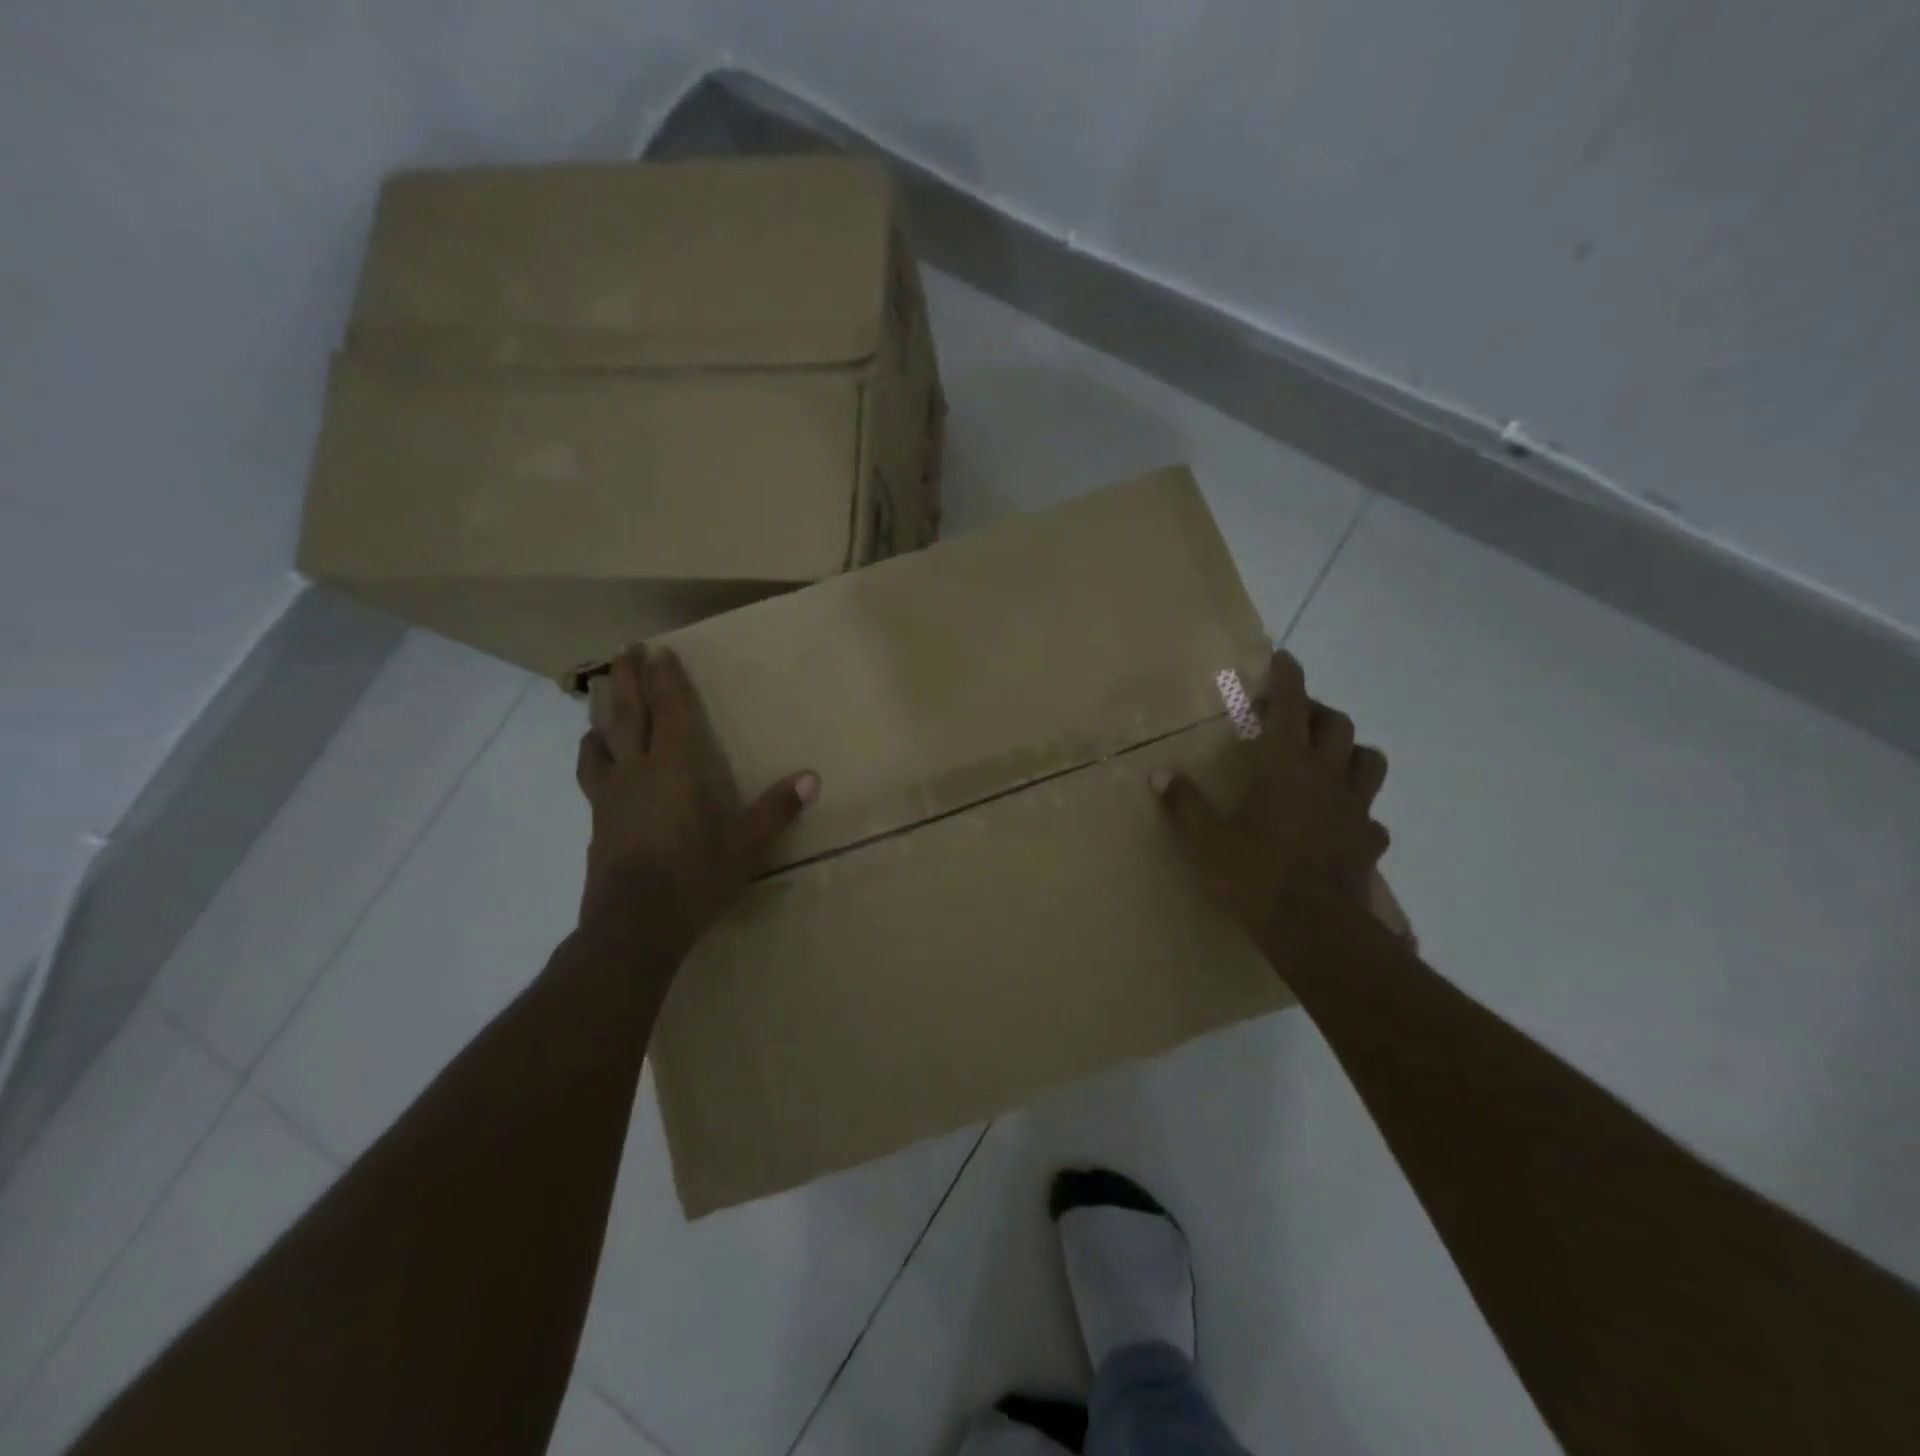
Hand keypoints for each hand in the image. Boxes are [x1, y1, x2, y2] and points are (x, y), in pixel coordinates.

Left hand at [575, 645, 817, 948]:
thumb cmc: (692, 881)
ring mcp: (610, 796)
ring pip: (600, 741)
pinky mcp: (597, 821)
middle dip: (629, 678)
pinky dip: (593, 754)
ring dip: (604, 714)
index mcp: (674, 771)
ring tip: (605, 700)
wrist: (631, 928)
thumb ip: (775, 810)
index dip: (668, 681)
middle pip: (628, 714)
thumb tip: (811, 777)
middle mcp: (636, 773)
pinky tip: (597, 759)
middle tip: (627, 649)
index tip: (661, 651)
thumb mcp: (744, 848)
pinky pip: (591, 773)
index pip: (671, 713)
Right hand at [1154, 650, 1390, 941]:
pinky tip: (1339, 824)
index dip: (1288, 677)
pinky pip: (1371, 815)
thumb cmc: (1254, 873)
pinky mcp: (1369, 841)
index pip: (1292, 705)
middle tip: (1295, 719)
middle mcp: (1326, 776)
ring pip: (1368, 760)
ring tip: (1328, 760)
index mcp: (1285, 764)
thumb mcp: (1205, 840)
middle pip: (1337, 724)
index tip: (1284, 658)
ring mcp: (1354, 808)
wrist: (1313, 928)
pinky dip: (1357, 810)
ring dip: (1350, 751)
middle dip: (1317, 712)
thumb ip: (1184, 804)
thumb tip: (1158, 775)